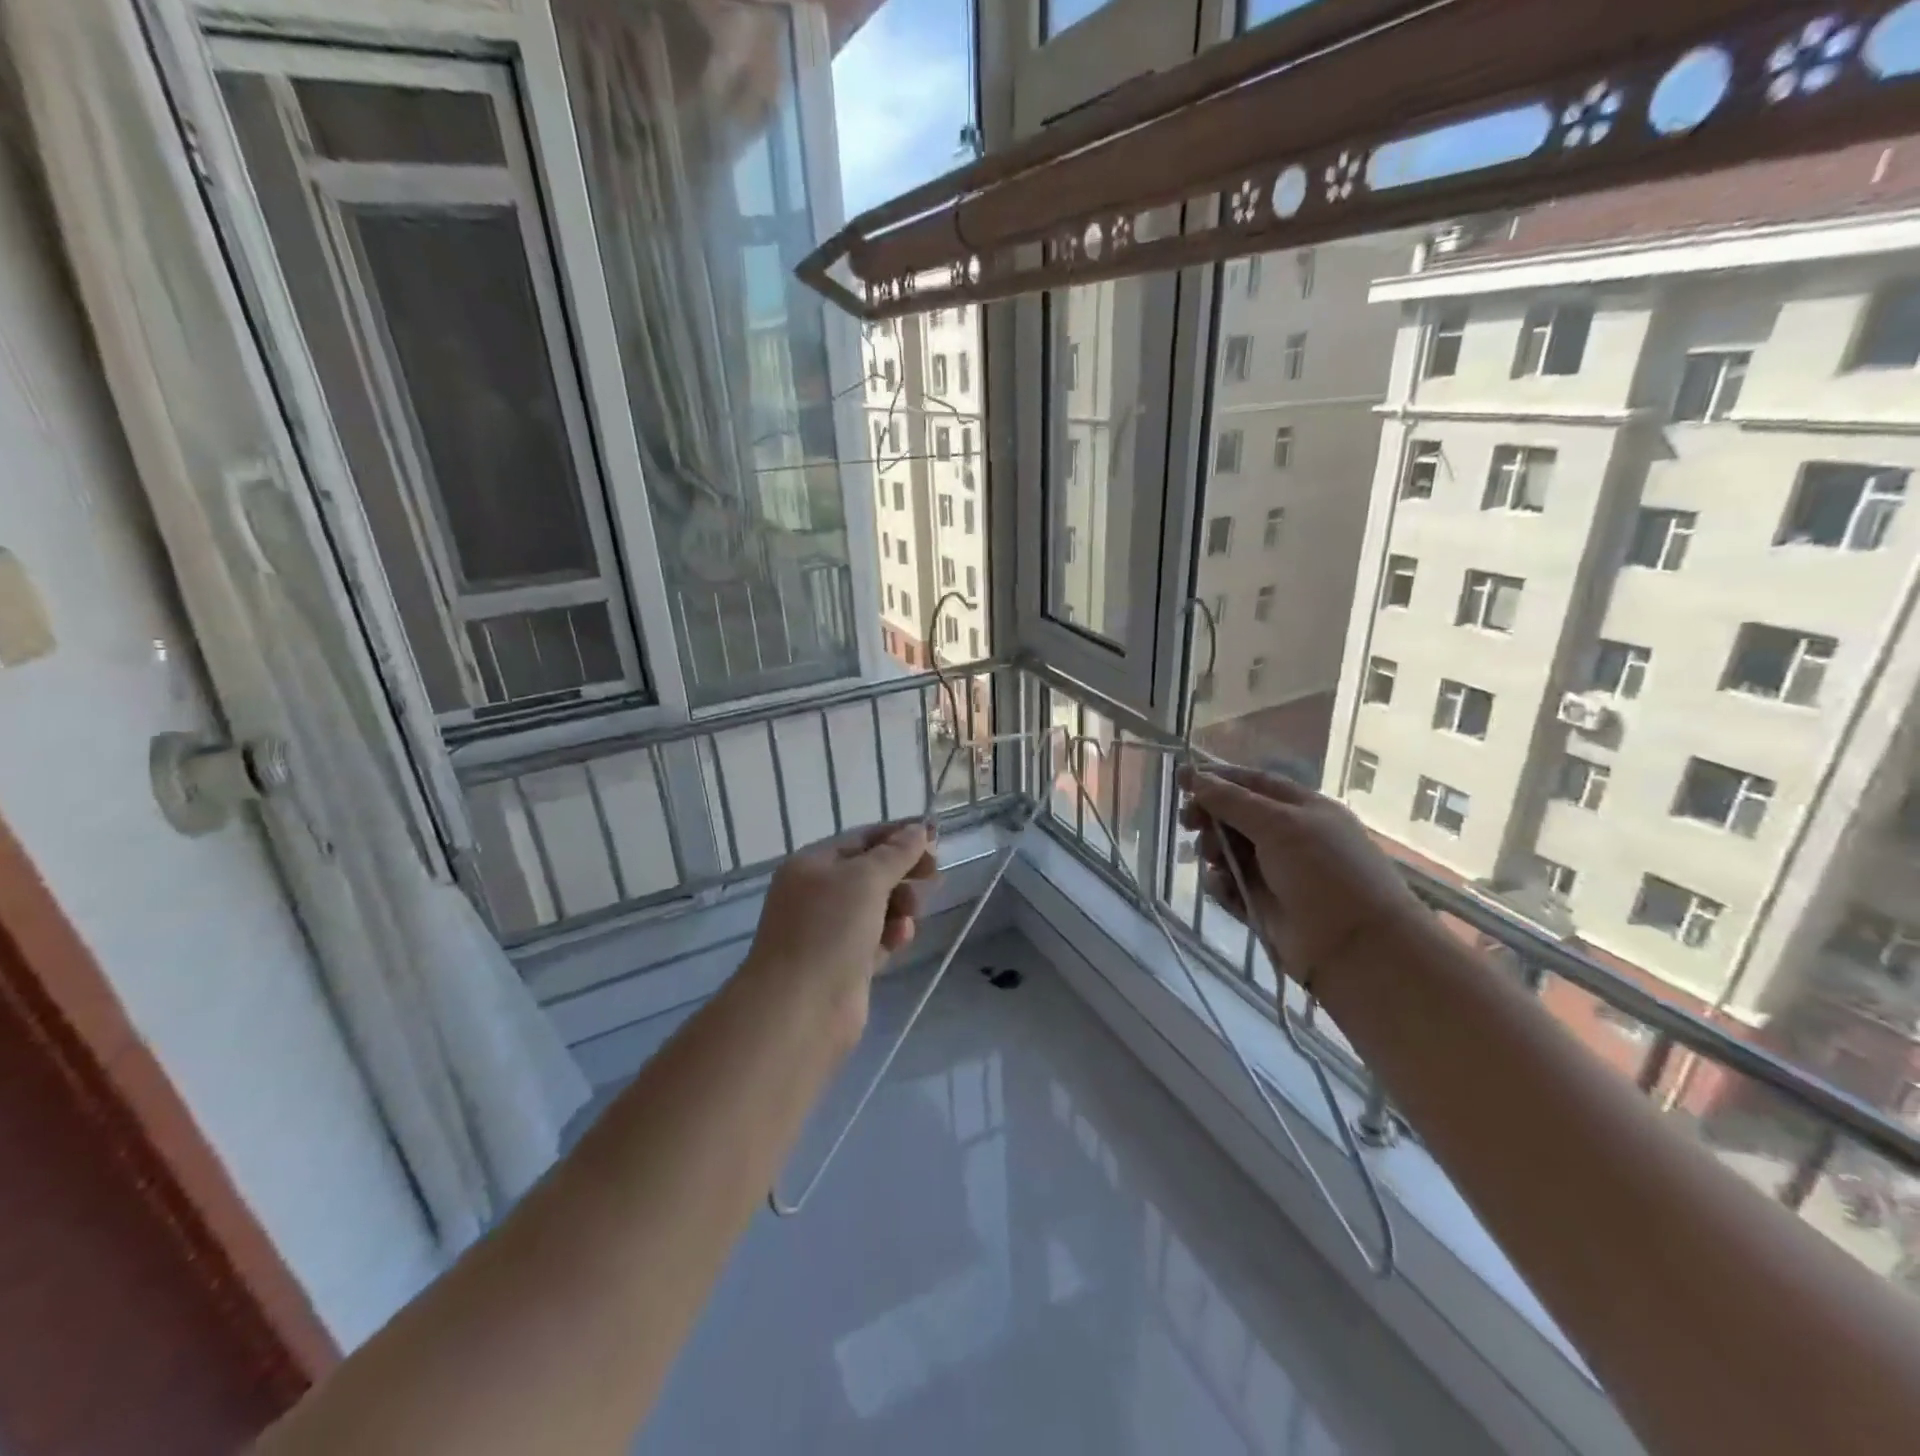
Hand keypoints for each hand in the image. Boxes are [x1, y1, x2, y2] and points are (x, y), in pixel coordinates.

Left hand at [743, 821, 939, 1029]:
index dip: (899, 835)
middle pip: (871, 872)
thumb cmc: (829, 930)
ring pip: (877, 906)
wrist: (801, 1009)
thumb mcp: (865, 879)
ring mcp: (829, 930)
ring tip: (911, 913)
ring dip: (900, 905)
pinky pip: (876, 937)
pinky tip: (900, 939)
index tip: (936, 838)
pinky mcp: (844, 963)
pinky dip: (891, 934)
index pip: (862, 838)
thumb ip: (896, 852)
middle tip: (934, 876)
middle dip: (903, 872)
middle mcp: (817, 893)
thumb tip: (919, 829)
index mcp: (813, 864)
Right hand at [1178, 767, 1430, 990]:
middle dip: (1210, 816)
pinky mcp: (1261, 905)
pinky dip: (1220, 884)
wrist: (1355, 947)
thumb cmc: (1323, 872)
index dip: (1218, 779)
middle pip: (1235, 816)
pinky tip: (1222, 888)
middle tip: (1189, 823)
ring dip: (1212, 850)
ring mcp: (1274, 873)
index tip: (1181, 779)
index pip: (1253, 784)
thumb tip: (1193, 776)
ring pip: (1227, 851)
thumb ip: (1232, 801)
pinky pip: (1229, 886)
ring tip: (1212, 860)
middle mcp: (1288, 837)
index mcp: (1302, 809)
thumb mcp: (1279, 825)